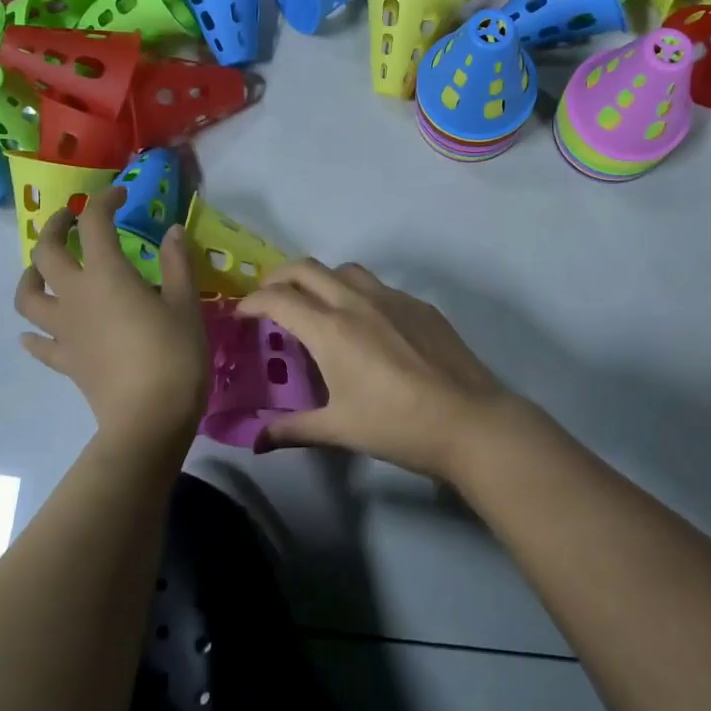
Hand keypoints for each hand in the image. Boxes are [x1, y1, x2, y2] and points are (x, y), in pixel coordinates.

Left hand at [15, 188, 207, 452]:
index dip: (104, 201)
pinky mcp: (65, 361)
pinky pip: (38, 343)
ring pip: (28, 296)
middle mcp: (76, 296)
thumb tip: (173, 229)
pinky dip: (34, 332)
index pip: (94, 224)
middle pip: (45, 253)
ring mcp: (64, 330)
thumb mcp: (186, 304)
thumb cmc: (175, 355)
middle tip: (69, 220)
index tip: (121, 194)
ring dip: (31, 275)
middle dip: (54, 227)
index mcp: (107, 275)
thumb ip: (178, 263)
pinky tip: (37, 330)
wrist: (149, 420)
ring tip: (44, 269)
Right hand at [238, 261, 532, 478]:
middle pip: (306, 269)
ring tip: (316, 305)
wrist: (469, 420)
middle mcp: (357, 302)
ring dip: (320, 279)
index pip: (278, 299)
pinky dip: (358, 294)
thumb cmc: (397, 425)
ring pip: (345, 270)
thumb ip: (293, 430)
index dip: (252, 302)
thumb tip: (256, 441)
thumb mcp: (339, 429)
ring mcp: (392, 298)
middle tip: (270, 299)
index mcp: (331, 329)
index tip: (242, 314)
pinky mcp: (419, 304)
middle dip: (279, 277)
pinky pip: (378, 286)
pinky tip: (367, 325)